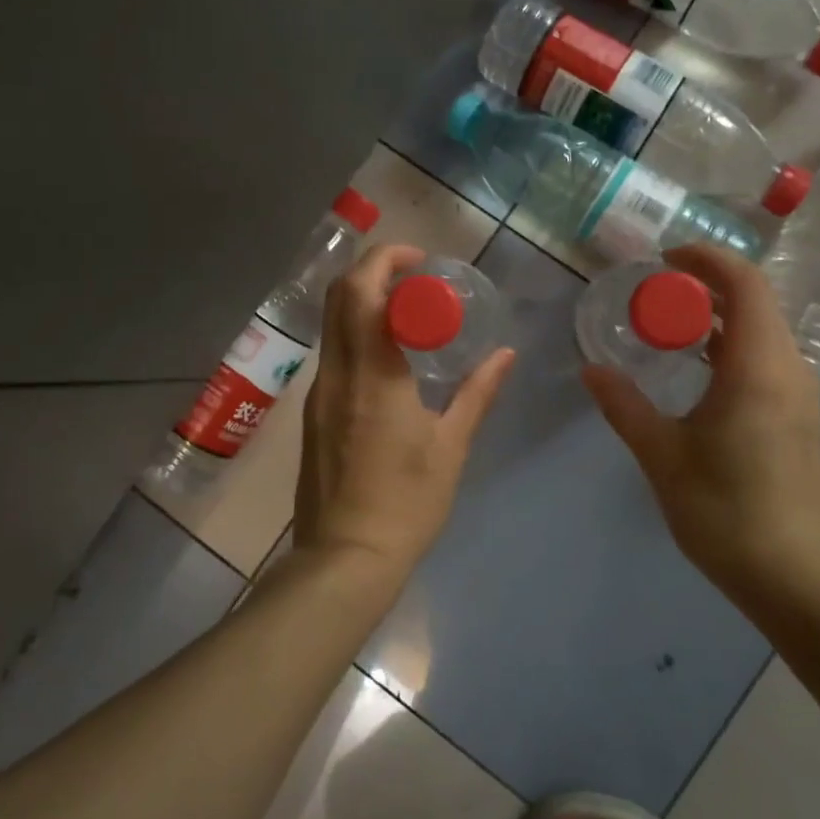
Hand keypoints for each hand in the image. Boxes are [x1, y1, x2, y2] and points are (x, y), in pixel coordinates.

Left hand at [292, 244, 515, 589]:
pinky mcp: (313, 413)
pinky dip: (357, 334)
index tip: (421, 262)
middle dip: (373, 271)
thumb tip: (505, 354)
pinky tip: (390, 358)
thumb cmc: (406, 503)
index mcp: (372, 374)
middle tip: (415, 279)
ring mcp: (319, 393)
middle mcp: (337, 373)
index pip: (362, 291)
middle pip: (339, 296)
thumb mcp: (451, 447)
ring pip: (332, 323)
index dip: (387, 260)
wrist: (345, 558)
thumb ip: (477, 393)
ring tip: (409, 314)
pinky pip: (333, 353)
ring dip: (364, 302)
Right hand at [582, 244, 819, 618]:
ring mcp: (800, 395)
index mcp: (758, 368)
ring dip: (719, 316)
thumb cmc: (724, 511)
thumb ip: (624, 405)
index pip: (745, 285)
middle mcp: (788, 370)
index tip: (665, 259)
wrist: (793, 578)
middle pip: (756, 302)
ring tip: (671, 325)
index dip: (707, 260)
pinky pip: (767, 358)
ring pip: (763, 330)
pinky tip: (698, 369)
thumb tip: (591, 369)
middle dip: (708, 285)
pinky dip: (732, 345)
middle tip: (657, 291)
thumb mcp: (662, 454)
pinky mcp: (799, 417)